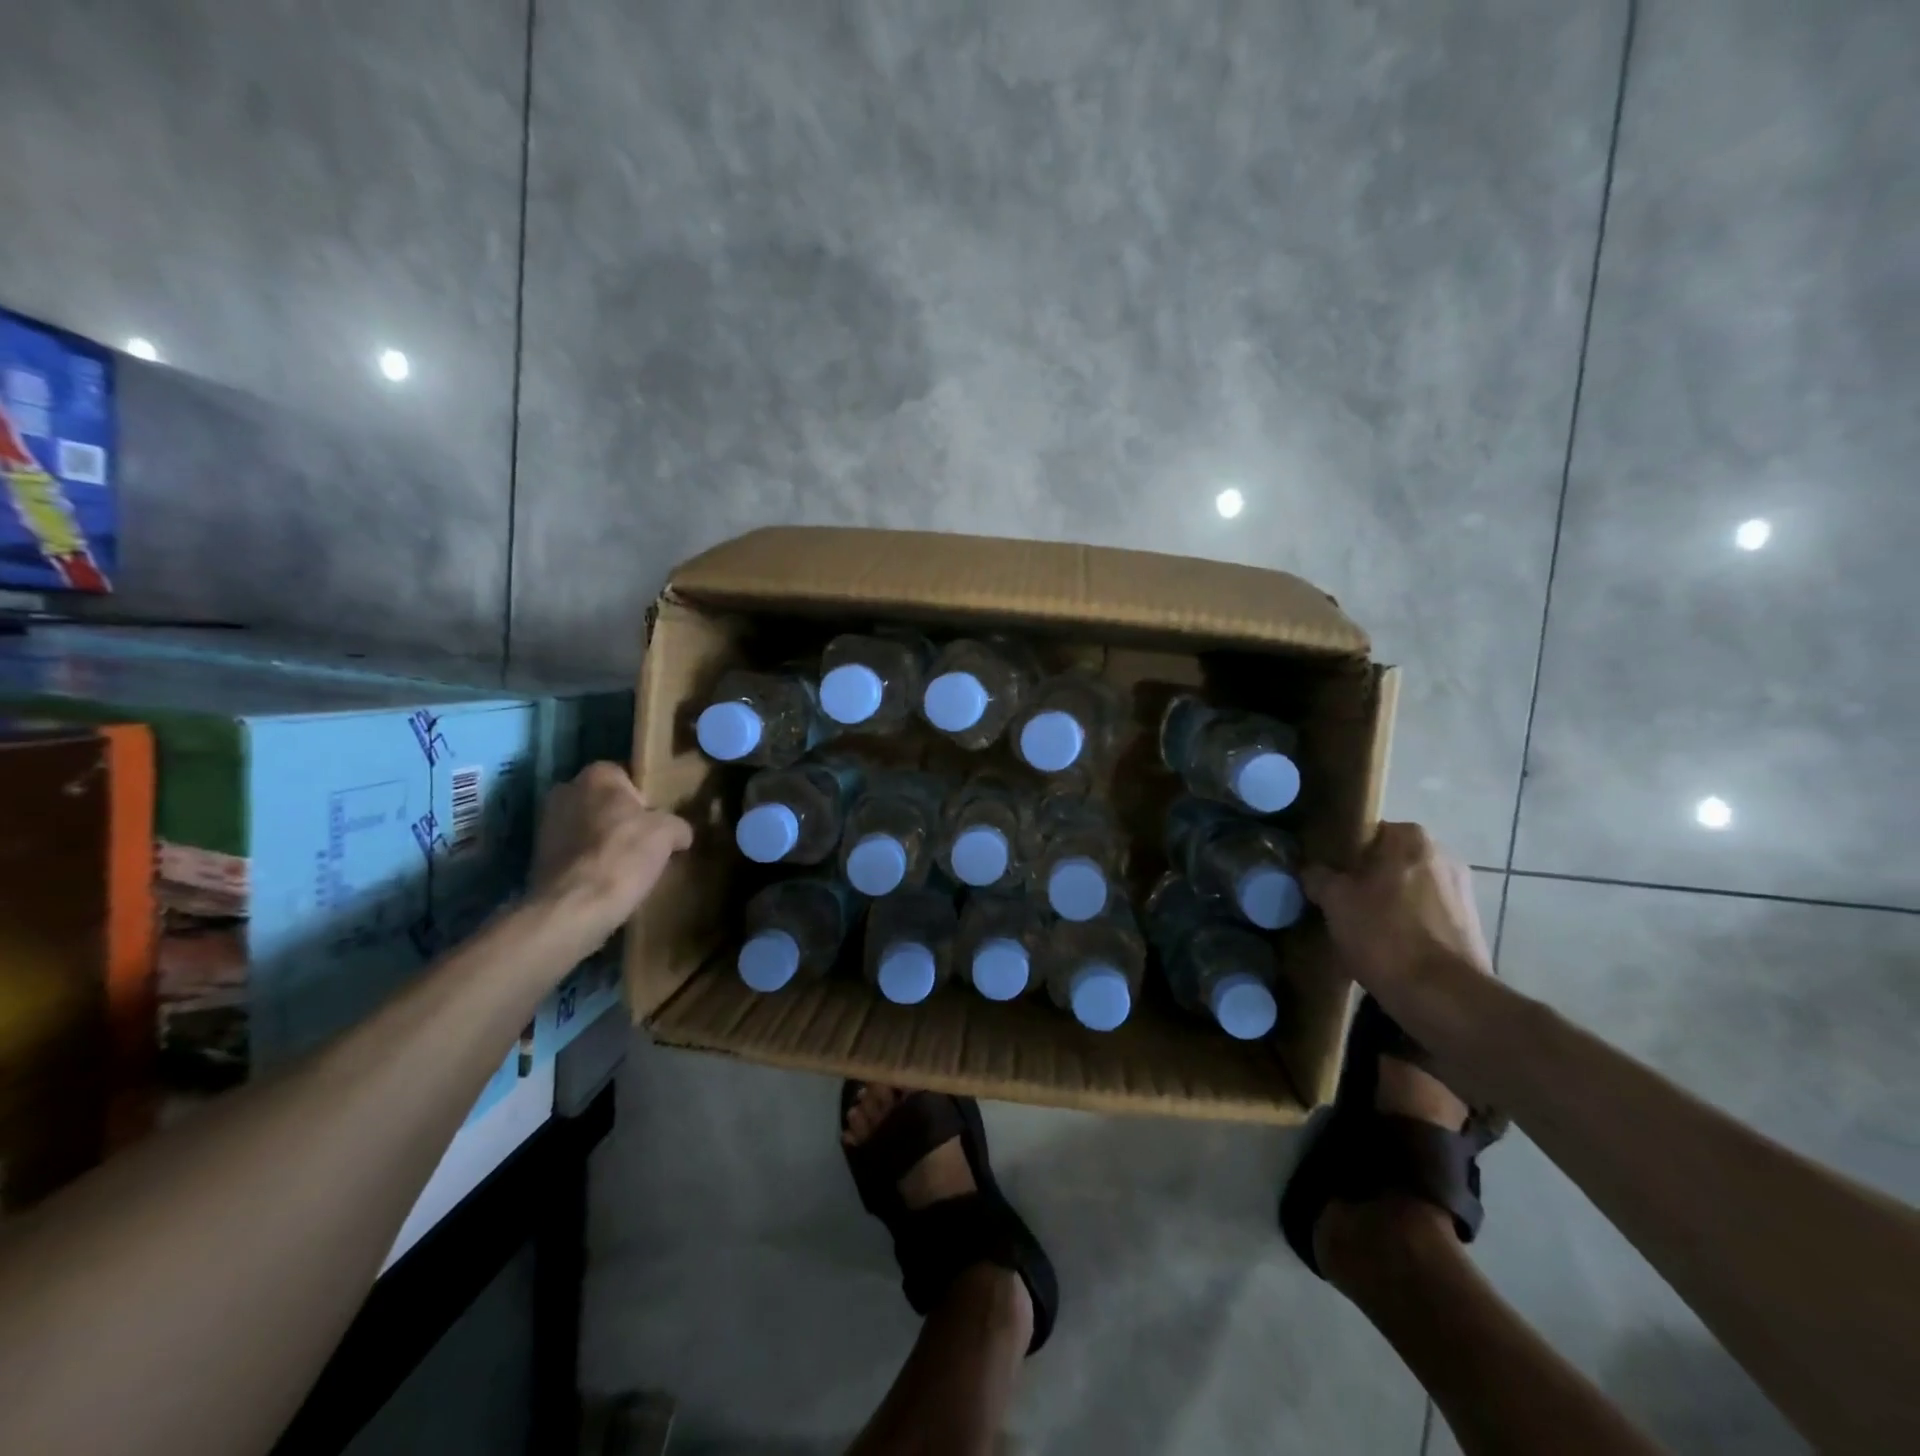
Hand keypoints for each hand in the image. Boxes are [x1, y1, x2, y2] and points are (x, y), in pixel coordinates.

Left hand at [531, 762, 692, 943]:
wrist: (573, 908)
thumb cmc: (622, 856)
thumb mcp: (668, 834)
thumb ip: (678, 825)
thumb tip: (680, 834)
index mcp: (596, 775)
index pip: (627, 776)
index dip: (646, 798)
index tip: (659, 821)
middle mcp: (565, 791)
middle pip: (605, 802)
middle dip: (623, 818)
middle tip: (647, 842)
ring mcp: (546, 825)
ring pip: (588, 827)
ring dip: (604, 841)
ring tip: (629, 865)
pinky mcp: (538, 857)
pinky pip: (575, 852)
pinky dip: (589, 862)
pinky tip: (608, 880)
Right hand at [1301, 822, 1491, 1002]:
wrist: (1443, 998)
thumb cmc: (1384, 935)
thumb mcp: (1334, 901)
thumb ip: (1318, 876)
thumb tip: (1311, 871)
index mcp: (1410, 838)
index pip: (1366, 833)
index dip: (1341, 854)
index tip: (1324, 875)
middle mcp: (1443, 855)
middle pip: (1388, 862)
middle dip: (1365, 879)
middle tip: (1336, 902)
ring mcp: (1462, 892)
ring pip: (1408, 889)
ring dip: (1387, 903)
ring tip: (1359, 929)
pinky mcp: (1471, 927)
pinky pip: (1425, 916)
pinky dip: (1407, 926)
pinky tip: (1386, 948)